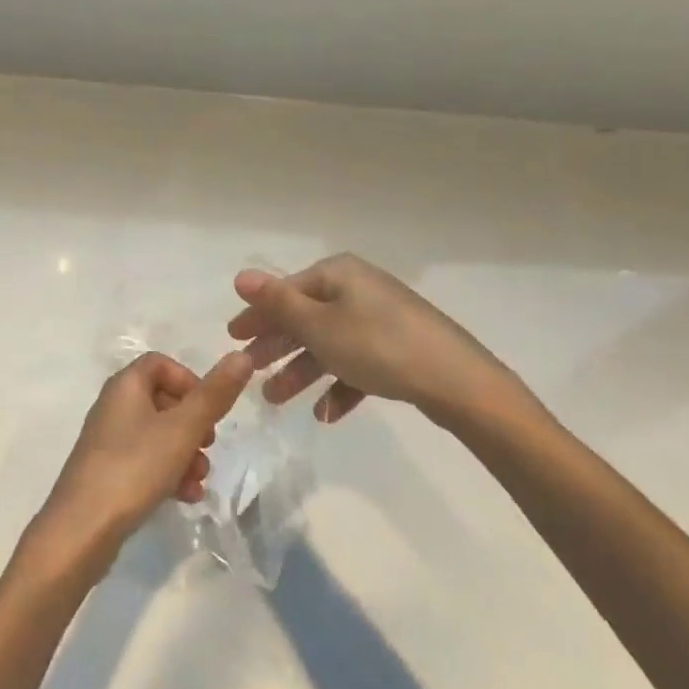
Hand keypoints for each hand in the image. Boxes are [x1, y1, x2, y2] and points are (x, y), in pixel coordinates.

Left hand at [24, 350, 253, 578]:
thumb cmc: (134, 468)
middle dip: (193, 425)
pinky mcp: (108, 473)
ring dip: (185, 454)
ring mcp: (109, 441)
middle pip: (163, 400)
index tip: (209, 408)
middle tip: (208, 446)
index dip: (189, 380)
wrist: (82, 530)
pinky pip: (146, 462)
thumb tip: (242, 355)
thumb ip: (214, 394)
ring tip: (199, 480)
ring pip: (158, 435)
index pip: (160, 363)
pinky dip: (168, 473)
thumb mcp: (182, 429)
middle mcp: (114, 406)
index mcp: (125, 386)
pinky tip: (185, 498)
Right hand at [228, 253, 540, 431]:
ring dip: (302, 372)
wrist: (457, 381)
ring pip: (329, 344)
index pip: (285, 291)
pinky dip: (340, 385)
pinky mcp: (398, 348)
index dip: (257, 315)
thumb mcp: (318, 325)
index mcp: (337, 274)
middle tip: (250, 371)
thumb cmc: (377, 346)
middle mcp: (357, 290)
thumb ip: (277, 303)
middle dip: (277, 347)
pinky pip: (358, 363)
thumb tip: (241, 276)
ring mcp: (380, 319)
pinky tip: (327, 414)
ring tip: (277, 401)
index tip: (232, 339)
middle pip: (305, 318)